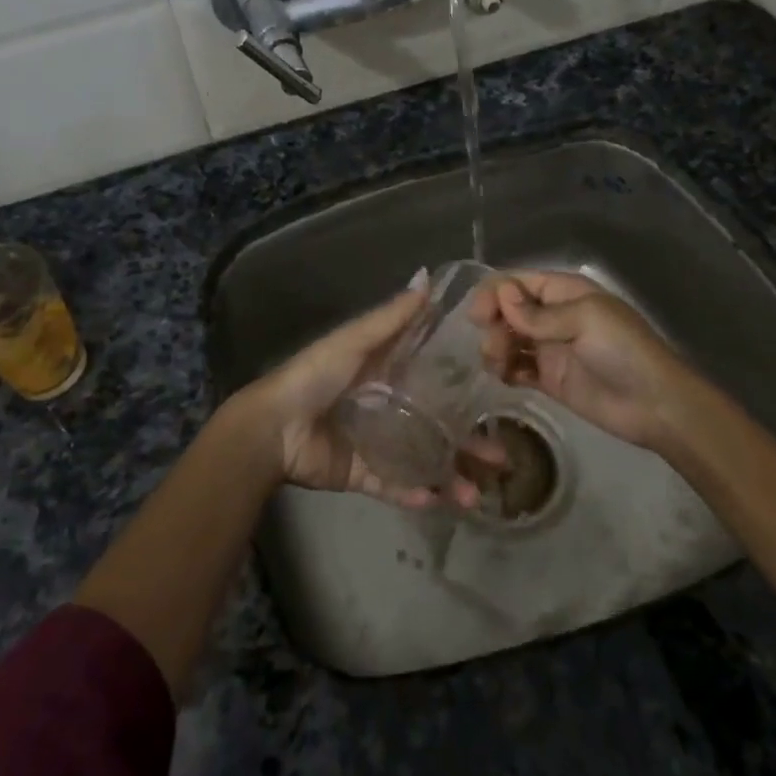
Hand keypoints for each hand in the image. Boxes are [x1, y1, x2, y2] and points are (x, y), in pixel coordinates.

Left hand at [233, 286, 499, 509]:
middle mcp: (385, 406)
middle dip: (468, 442)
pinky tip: (440, 501)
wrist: (274, 428)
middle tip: (502, 457)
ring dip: (449, 476)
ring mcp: (374, 442)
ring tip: (476, 493)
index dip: (464, 385)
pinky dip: (415, 494)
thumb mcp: (355, 340)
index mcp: (384, 372)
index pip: (433, 377)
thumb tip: (427, 275)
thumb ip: (392, 316)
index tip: (500, 393)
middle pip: (435, 424)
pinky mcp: (360, 473)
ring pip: (422, 460)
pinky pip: (393, 485)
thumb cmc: (316, 375)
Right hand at [477, 271, 699, 453]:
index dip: (493, 294)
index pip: (516, 282)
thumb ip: (539, 314)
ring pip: (507, 339)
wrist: (656, 405)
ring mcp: (549, 348)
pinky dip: (506, 370)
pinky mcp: (549, 379)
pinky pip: (516, 368)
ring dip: (495, 348)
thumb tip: (502, 296)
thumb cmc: (624, 351)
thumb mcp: (585, 320)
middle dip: (493, 325)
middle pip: (506, 310)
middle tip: (494, 350)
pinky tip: (507, 378)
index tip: (479, 316)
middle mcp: (552, 315)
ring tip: (499, 367)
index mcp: (563, 291)